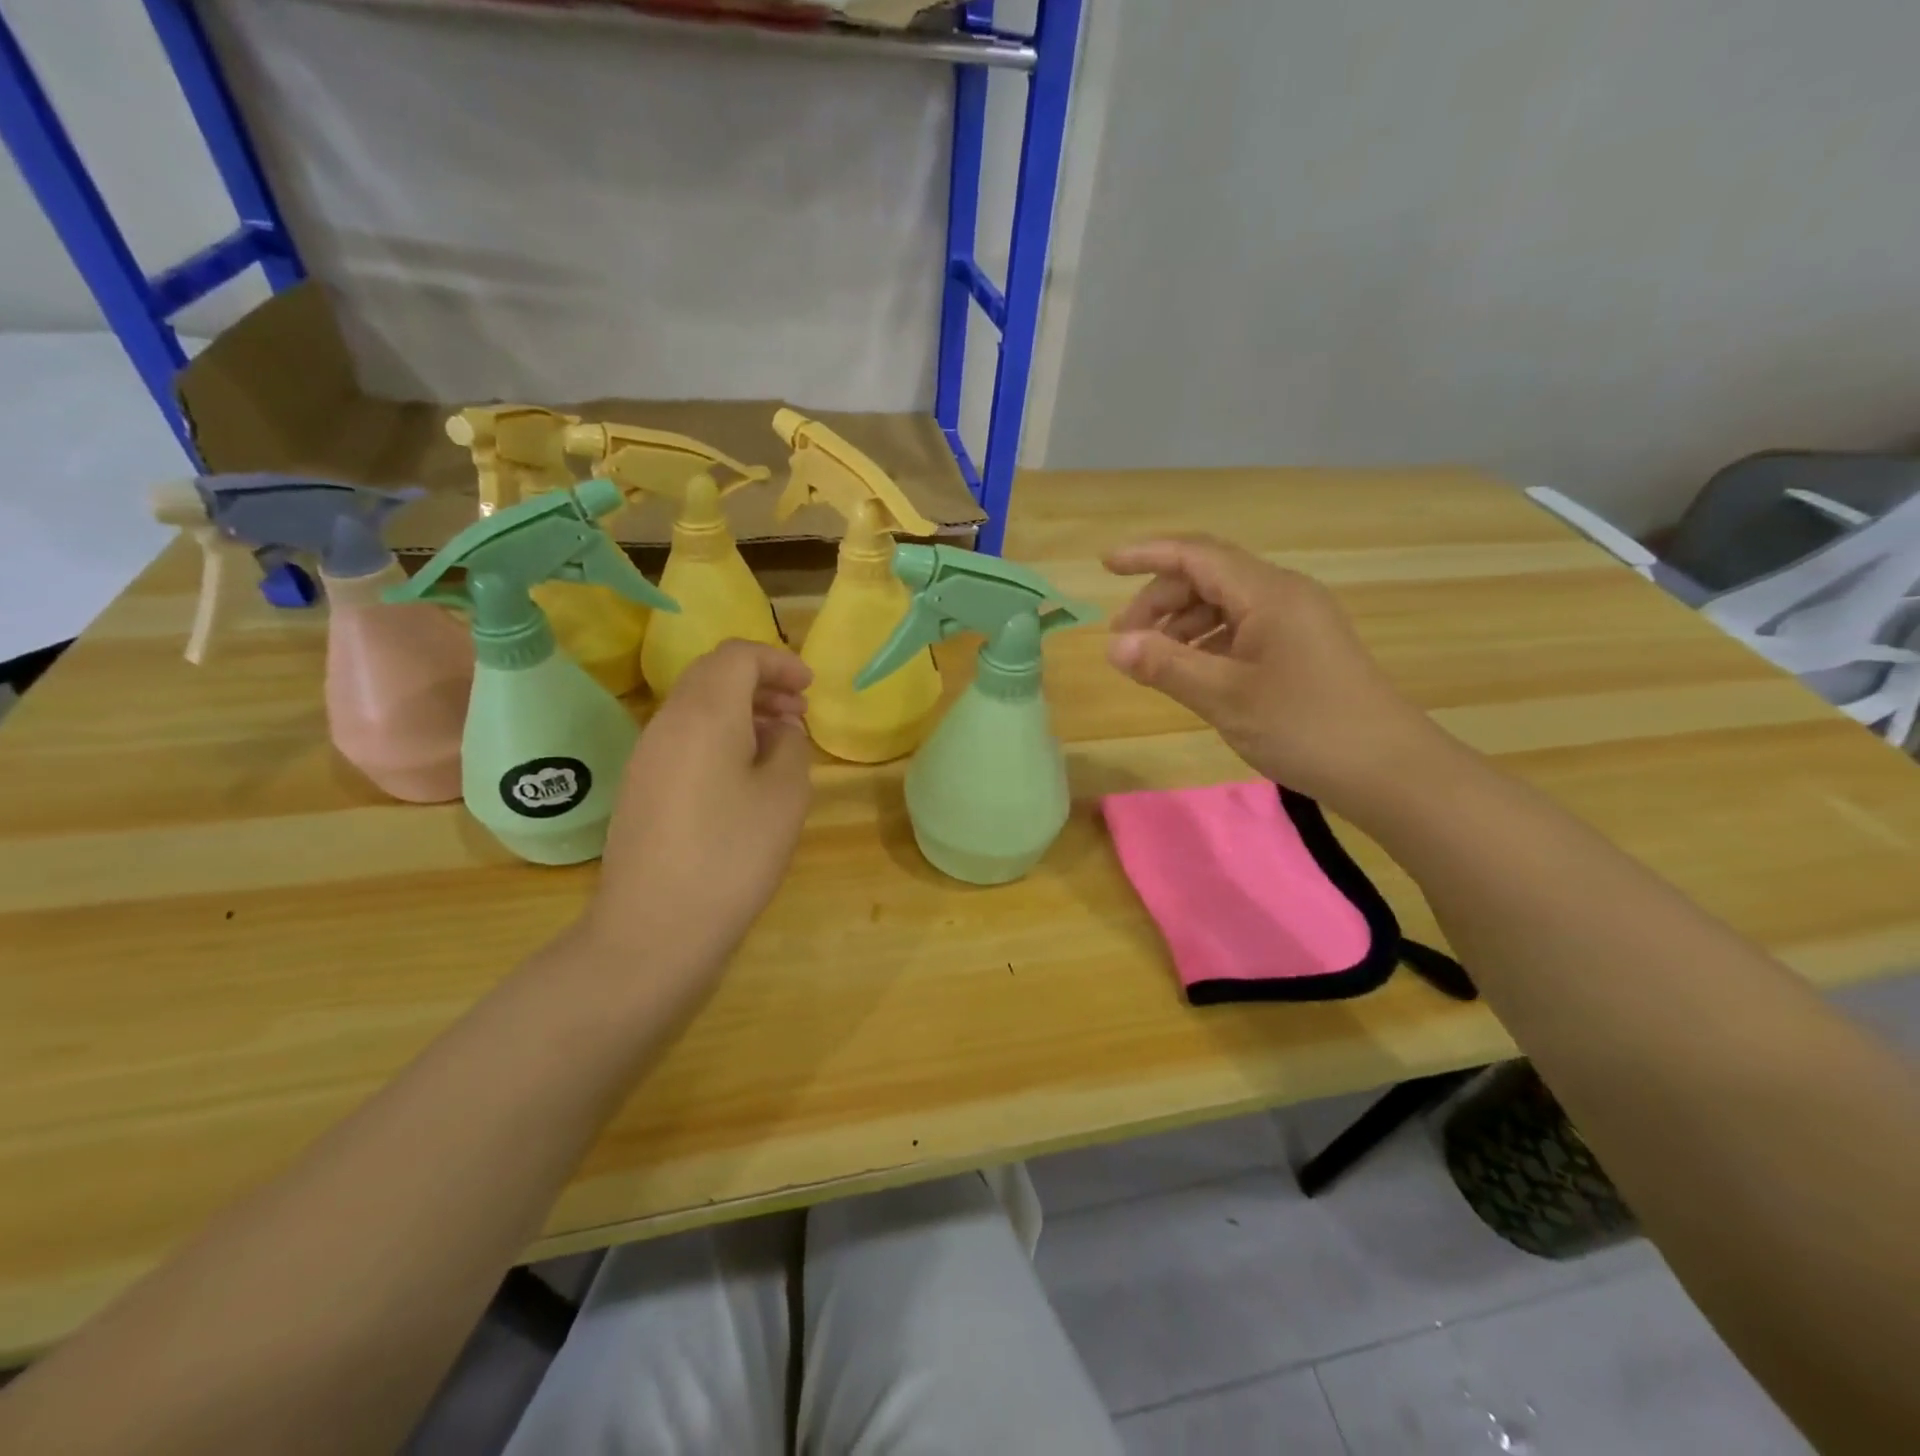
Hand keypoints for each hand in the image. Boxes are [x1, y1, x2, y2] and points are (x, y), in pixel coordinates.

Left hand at [584, 641, 813, 975]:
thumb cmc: (732, 856)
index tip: (810, 687)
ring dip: (740, 710)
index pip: (737, 656)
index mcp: (704, 713)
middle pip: (713, 675)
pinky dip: (719, 736)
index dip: (778, 661)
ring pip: (697, 707)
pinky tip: (744, 774)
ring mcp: (647, 755)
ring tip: (779, 741)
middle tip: (799, 710)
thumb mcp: (785, 796)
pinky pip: (683, 738)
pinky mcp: (640, 787)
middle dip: (760, 682)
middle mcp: (667, 722)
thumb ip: (792, 747)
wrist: (654, 929)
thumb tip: (780, 731)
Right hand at [1104, 535, 1442, 803]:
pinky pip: (1243, 630)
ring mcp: (1296, 621)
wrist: (1388, 769)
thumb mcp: (1225, 697)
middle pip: (1208, 578)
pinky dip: (1208, 643)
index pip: (1196, 555)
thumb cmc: (1305, 726)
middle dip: (1159, 600)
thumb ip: (1166, 666)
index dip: (1147, 554)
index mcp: (1268, 594)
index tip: (1105, 565)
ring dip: (1182, 625)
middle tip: (1123, 640)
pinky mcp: (1302, 648)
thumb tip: (1113, 646)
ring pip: (1224, 605)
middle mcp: (1283, 595)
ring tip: (1151, 661)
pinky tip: (1191, 673)